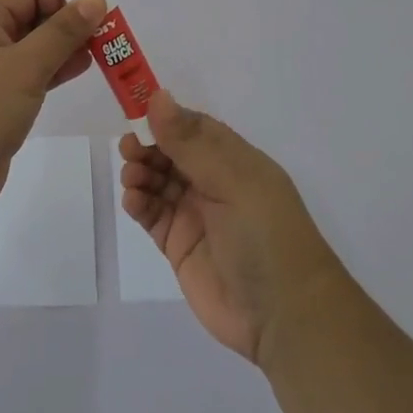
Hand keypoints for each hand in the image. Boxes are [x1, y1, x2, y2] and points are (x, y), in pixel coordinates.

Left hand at [0, 0, 107, 217]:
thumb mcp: (26, 65)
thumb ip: (62, 32)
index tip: (99, 4)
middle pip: (30, 22)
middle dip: (68, 23)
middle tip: (108, 31)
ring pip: (31, 52)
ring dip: (63, 48)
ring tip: (100, 51)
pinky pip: (28, 79)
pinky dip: (52, 73)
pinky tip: (77, 72)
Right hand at [120, 89, 348, 366]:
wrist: (284, 316)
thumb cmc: (265, 234)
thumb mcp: (231, 180)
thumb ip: (190, 142)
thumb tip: (157, 96)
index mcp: (234, 160)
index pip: (193, 128)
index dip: (165, 119)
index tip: (136, 112)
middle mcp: (214, 183)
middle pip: (171, 153)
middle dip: (148, 146)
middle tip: (129, 148)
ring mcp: (196, 215)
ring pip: (158, 181)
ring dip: (140, 172)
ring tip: (132, 178)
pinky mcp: (180, 245)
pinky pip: (152, 214)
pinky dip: (139, 203)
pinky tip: (133, 200)